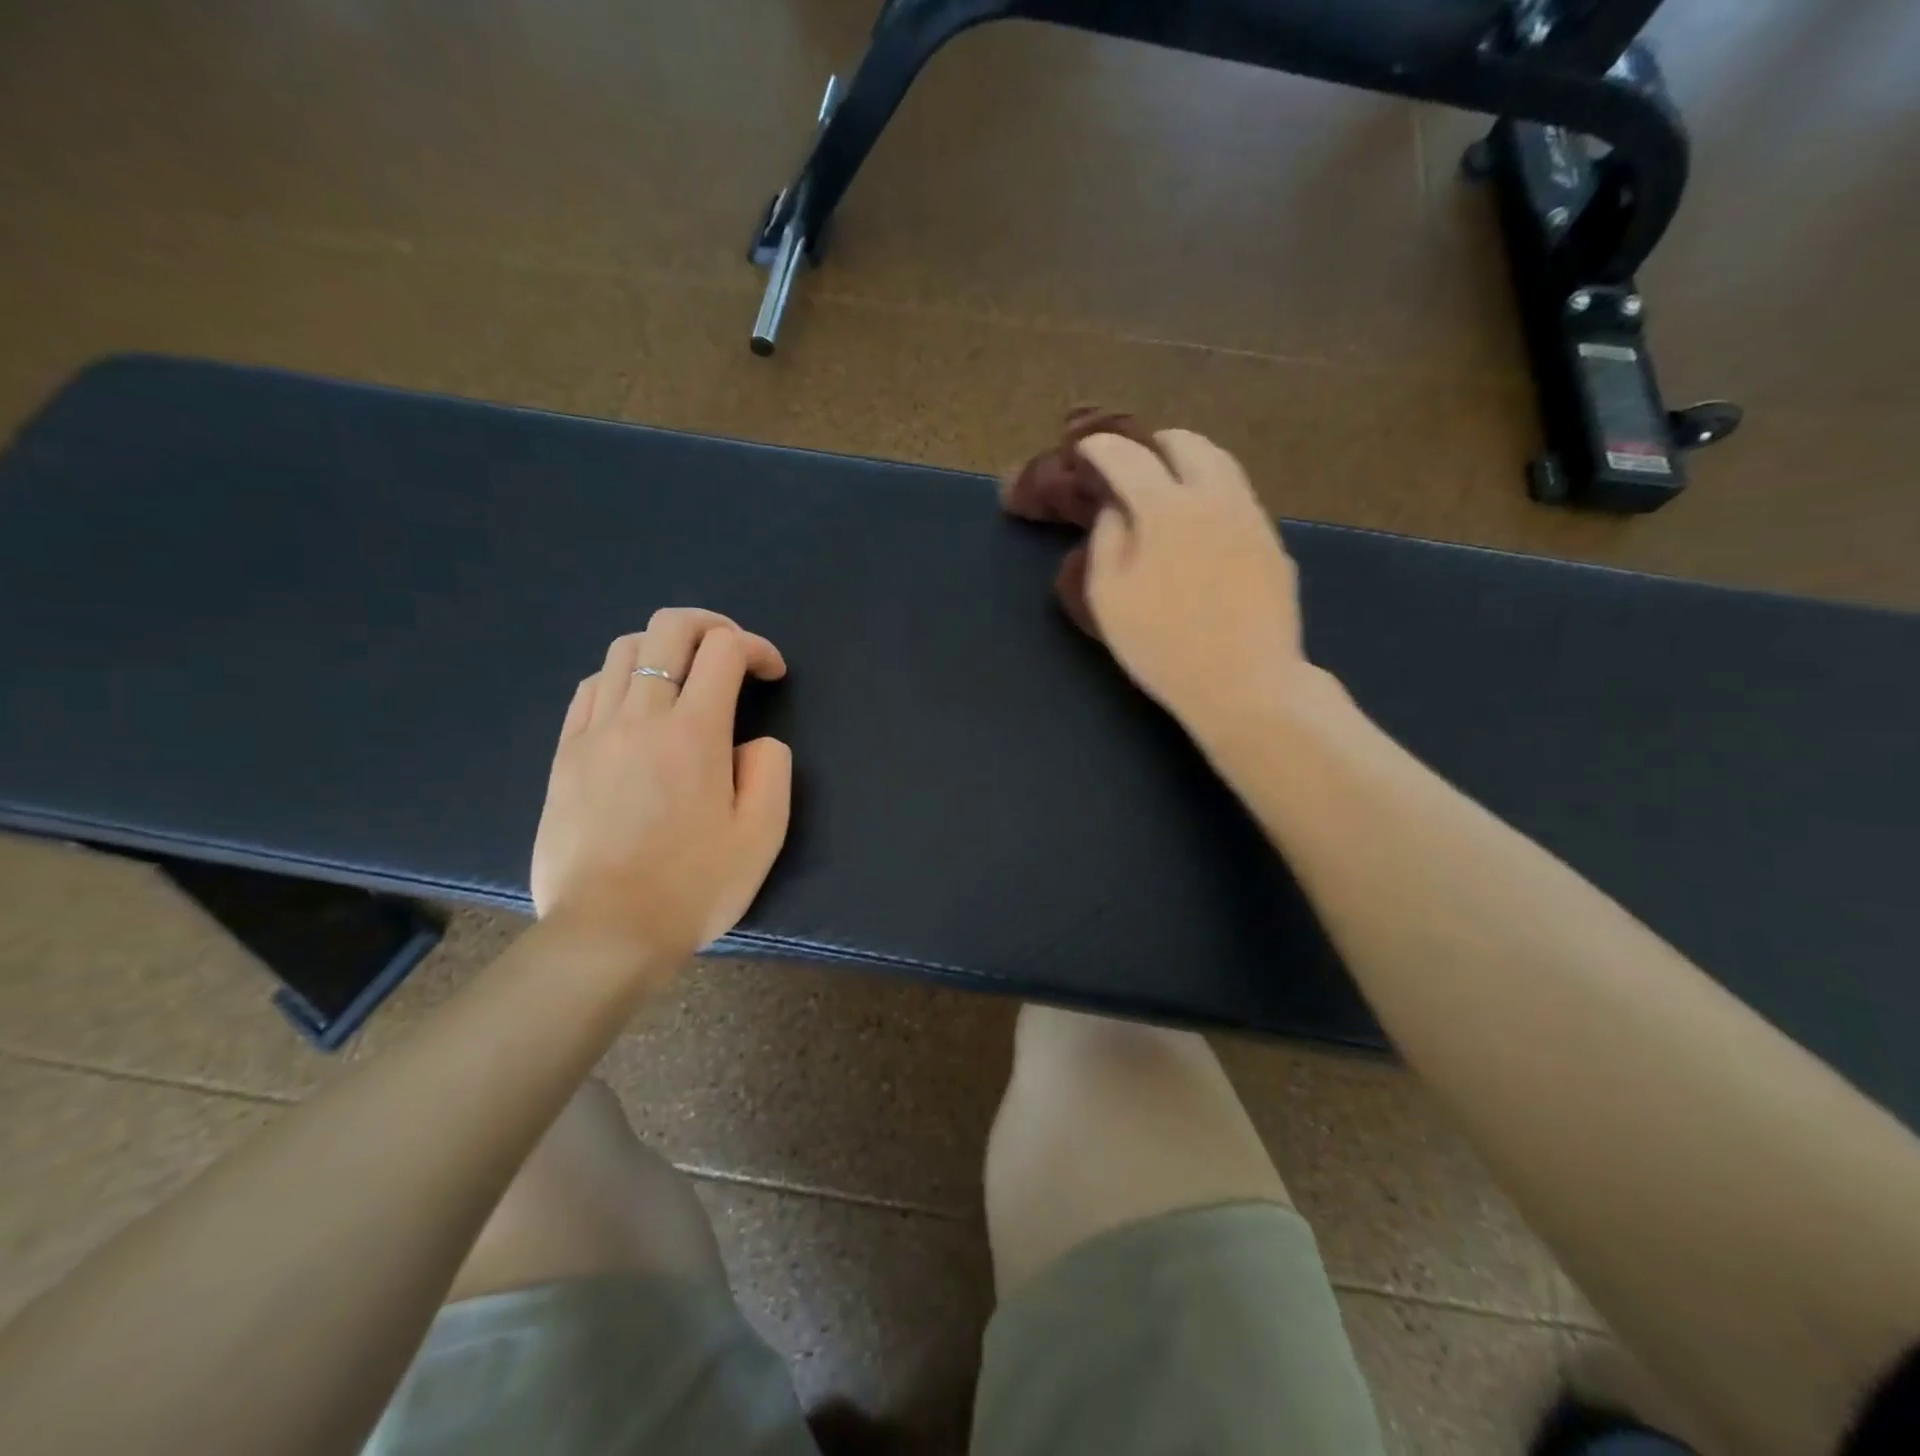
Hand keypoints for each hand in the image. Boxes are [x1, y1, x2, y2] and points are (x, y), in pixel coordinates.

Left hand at [530, 609, 791, 970]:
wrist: (607, 932)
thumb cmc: (694, 886)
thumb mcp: (762, 834)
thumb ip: (771, 770)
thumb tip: (754, 742)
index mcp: (694, 733)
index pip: (725, 650)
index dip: (757, 647)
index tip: (772, 674)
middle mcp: (641, 716)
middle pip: (669, 629)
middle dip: (711, 625)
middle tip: (733, 653)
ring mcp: (594, 732)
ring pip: (624, 650)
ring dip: (665, 648)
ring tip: (686, 678)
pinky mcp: (564, 754)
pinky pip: (590, 689)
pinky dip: (623, 678)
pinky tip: (637, 707)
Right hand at [1077, 430, 1308, 744]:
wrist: (1245, 683)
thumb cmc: (1162, 646)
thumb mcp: (1108, 598)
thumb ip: (1106, 540)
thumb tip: (1116, 510)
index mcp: (1167, 508)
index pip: (1127, 456)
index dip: (1100, 448)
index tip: (1084, 451)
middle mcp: (1215, 497)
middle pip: (1186, 444)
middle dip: (1153, 445)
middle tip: (1131, 465)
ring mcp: (1252, 517)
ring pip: (1222, 464)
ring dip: (1188, 463)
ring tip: (1168, 486)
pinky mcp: (1273, 542)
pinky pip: (1239, 497)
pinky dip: (1212, 493)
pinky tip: (1202, 525)